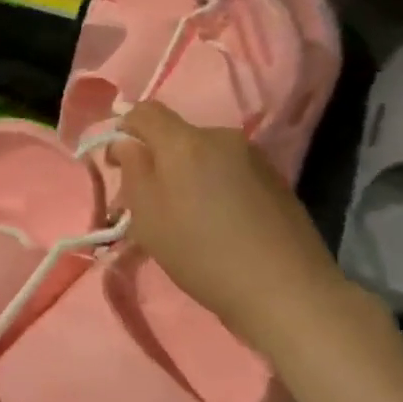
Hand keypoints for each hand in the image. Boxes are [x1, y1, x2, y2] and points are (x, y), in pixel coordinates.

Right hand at [108, 101, 350, 352]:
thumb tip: (127, 144)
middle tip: (150, 200)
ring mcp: (253, 157)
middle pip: (176, 135)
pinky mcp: (275, 179)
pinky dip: (215, 185)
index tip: (118, 165)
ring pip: (204, 154)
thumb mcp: (147, 218)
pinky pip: (230, 170)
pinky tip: (220, 221)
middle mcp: (221, 137)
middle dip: (158, 159)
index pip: (144, 112)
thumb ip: (132, 172)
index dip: (124, 129)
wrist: (285, 290)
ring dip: (188, 173)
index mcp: (184, 142)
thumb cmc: (201, 253)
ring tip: (188, 215)